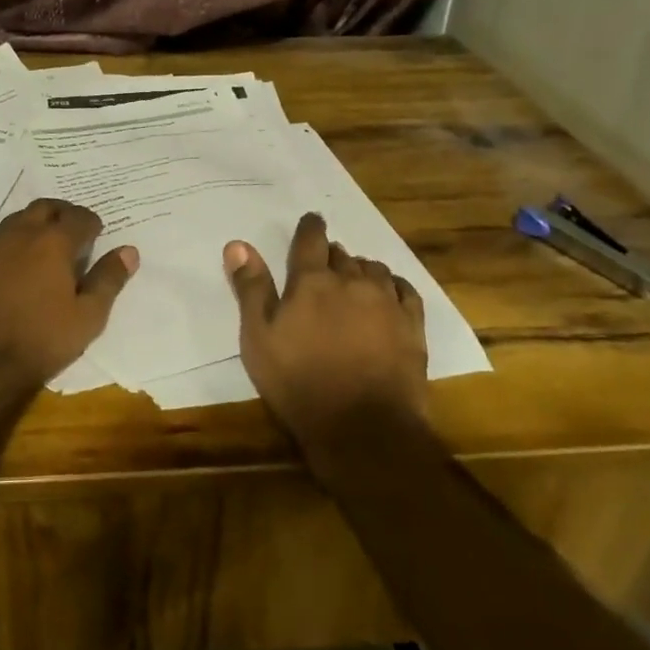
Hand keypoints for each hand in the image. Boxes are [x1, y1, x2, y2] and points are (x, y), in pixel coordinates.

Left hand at [0, 199, 137, 410]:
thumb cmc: (41, 340)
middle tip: (74, 232)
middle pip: (45, 207)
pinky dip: (14, 241)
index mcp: (53, 242)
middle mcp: (21, 234)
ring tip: (47, 246)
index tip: (97, 235)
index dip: (92, 223)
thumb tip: (129, 251)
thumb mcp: (87, 317)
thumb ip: (108, 279)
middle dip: (63, 214)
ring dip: (36, 223)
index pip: (79, 217)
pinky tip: (18, 264)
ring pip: (18, 219)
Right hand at [225, 212, 429, 456]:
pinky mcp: (412, 325)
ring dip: (361, 270)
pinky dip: (393, 285)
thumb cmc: (299, 382)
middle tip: (324, 264)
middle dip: (332, 255)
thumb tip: (238, 244)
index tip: (311, 221)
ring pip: (374, 269)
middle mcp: (351, 281)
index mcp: (311, 281)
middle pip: (342, 254)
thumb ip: (251, 289)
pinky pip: (405, 290)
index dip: (309, 227)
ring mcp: (386, 302)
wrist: (363, 428)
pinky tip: (389, 293)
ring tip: (354, 281)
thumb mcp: (259, 338)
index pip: (310, 240)